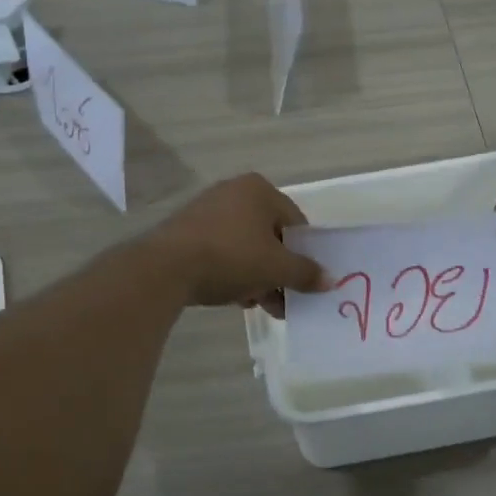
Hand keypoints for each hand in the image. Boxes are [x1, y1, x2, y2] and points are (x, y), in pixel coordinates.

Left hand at [145, 173, 328, 316]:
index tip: (304, 281)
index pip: (296, 222)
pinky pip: (222, 250)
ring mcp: (208, 210)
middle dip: (279, 271)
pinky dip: (233, 271)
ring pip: (246, 246)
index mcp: (259, 190)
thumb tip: (330, 280)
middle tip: (284, 300)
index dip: (304, 254)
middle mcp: (234, 191)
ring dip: (258, 276)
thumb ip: (305, 273)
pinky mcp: (187, 230)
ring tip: (261, 305)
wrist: (166, 267)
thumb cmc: (231, 257)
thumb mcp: (276, 268)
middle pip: (270, 235)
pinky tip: (235, 298)